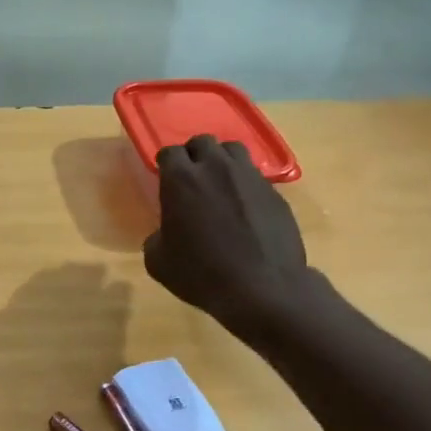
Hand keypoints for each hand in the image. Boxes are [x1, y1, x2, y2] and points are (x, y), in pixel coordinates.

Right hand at [143, 135, 311, 332]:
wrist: (261, 288)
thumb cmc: (201, 275)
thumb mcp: (158, 262)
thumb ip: (157, 237)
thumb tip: (166, 232)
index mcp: (181, 180)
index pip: (169, 152)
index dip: (166, 165)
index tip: (165, 180)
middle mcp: (216, 168)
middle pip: (202, 142)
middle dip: (194, 155)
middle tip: (192, 179)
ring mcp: (249, 177)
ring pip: (232, 150)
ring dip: (222, 161)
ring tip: (220, 185)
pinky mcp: (274, 192)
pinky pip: (255, 176)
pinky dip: (245, 184)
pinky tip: (244, 208)